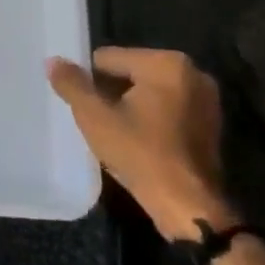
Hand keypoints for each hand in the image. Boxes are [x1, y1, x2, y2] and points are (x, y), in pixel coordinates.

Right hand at [48, 47, 234, 239]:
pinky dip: (151, 118)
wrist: (188, 206)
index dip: (89, 81)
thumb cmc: (140, 154)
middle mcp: (192, 73)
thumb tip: (53, 61)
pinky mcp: (211, 124)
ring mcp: (206, 99)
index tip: (83, 105)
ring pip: (150, 92)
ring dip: (130, 105)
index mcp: (165, 63)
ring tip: (114, 132)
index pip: (108, 58)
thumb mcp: (95, 117)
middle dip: (111, 92)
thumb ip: (72, 84)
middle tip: (97, 120)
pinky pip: (168, 109)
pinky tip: (138, 141)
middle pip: (131, 73)